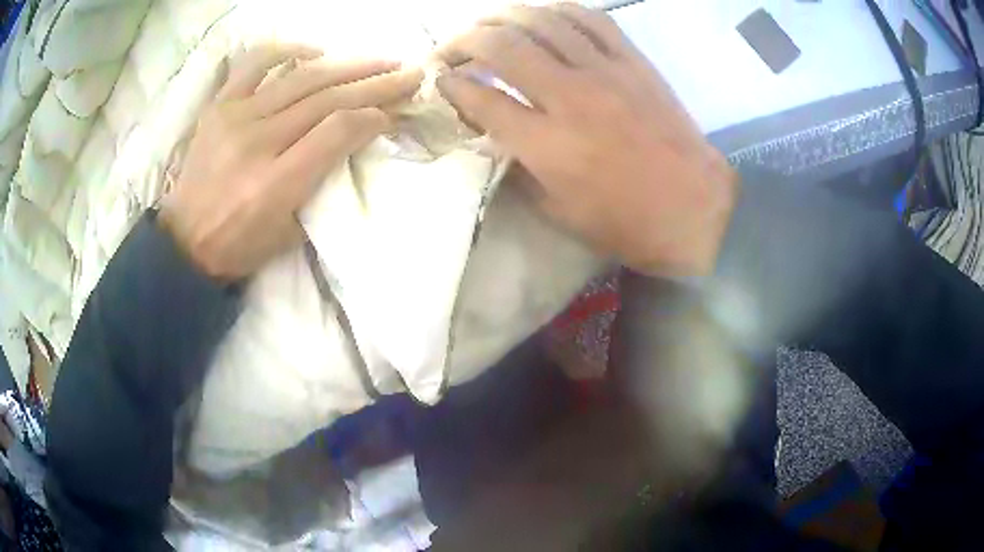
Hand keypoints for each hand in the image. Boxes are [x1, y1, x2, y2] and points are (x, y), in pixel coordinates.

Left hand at [160, 44, 422, 280]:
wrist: (183, 242)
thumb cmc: (238, 246)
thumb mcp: (290, 234)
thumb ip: (322, 185)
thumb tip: (353, 141)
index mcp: (276, 183)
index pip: (337, 131)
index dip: (373, 118)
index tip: (394, 116)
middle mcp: (257, 141)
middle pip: (328, 99)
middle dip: (376, 84)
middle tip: (409, 74)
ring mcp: (235, 118)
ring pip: (302, 79)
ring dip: (348, 66)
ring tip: (380, 61)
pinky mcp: (219, 107)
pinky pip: (255, 65)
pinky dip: (288, 51)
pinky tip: (315, 53)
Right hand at [436, 4, 736, 277]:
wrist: (695, 210)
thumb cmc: (626, 223)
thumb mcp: (558, 212)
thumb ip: (519, 167)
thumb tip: (496, 132)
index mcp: (545, 144)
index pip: (481, 98)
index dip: (451, 85)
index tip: (441, 80)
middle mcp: (569, 97)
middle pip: (502, 47)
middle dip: (464, 41)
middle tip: (452, 47)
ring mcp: (605, 73)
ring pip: (542, 22)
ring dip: (504, 16)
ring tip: (487, 23)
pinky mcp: (634, 63)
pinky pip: (591, 19)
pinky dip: (559, 9)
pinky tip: (542, 14)